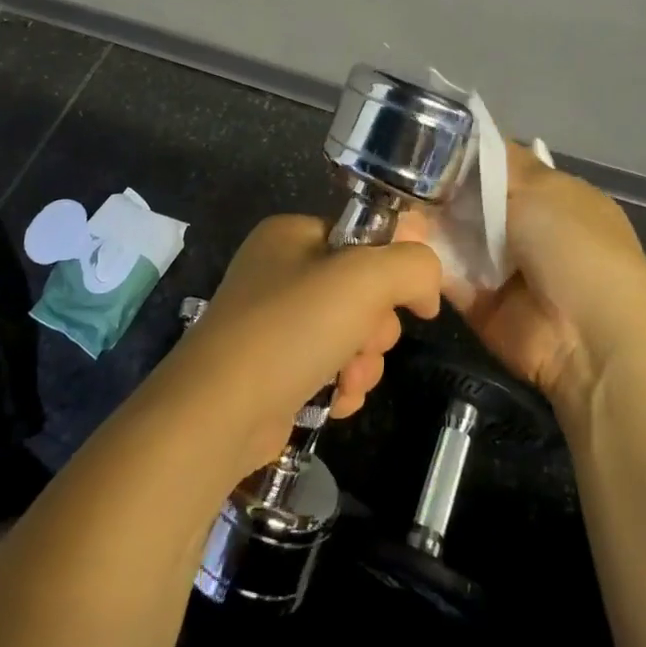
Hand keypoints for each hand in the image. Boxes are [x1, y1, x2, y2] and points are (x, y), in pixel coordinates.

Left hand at [165, 216, 442, 474]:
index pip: (364, 237)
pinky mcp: (274, 368)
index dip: (393, 267)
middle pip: (363, 289)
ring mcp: (274, 322)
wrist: (219, 412)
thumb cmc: (290, 328)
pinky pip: (330, 366)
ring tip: (349, 380)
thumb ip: (412, 266)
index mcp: (292, 234)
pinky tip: (337, 401)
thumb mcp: (364, 279)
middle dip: (376, 326)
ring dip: (364, 361)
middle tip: (363, 342)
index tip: (410, 300)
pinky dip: (342, 385)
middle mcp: (280, 270)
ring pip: (352, 333)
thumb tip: (426, 291)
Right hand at [402, 145, 645, 413]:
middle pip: (471, 199)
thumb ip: (500, 164)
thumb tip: (470, 138)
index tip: (424, 141)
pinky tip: (397, 237)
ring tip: (389, 201)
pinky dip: (424, 258)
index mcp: (554, 196)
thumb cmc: (575, 247)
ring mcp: (502, 267)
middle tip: (396, 173)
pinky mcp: (478, 301)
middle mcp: (527, 228)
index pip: (501, 165)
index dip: (465, 154)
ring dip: (425, 221)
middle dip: (437, 188)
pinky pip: (444, 273)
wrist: (589, 340)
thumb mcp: (542, 188)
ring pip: (453, 235)